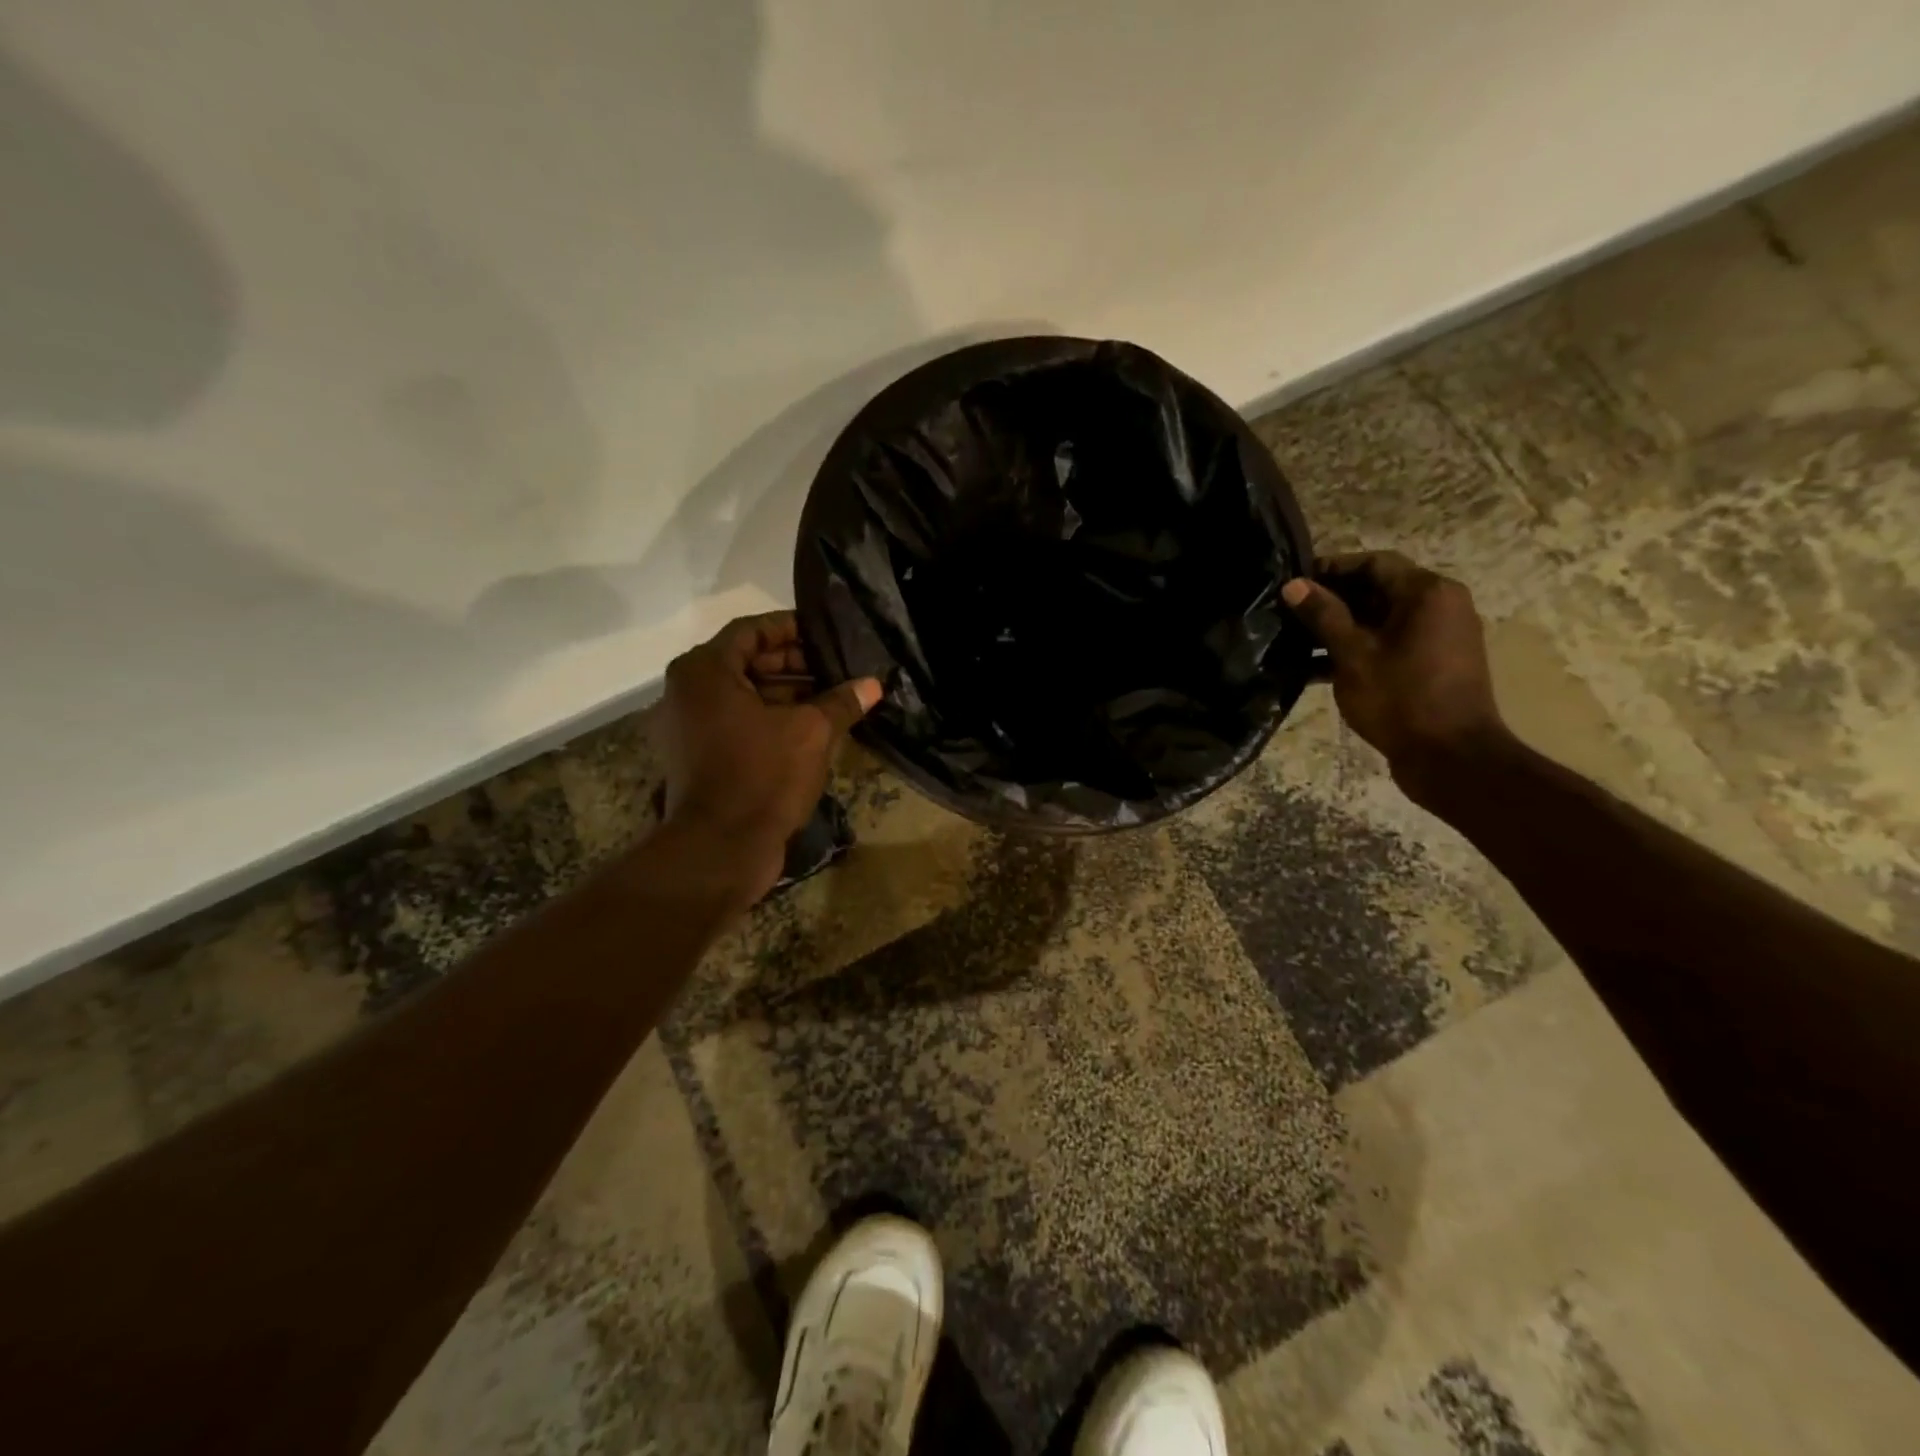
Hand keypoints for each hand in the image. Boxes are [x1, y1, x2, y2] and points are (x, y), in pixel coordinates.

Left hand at [658, 612, 880, 902]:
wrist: (721, 849)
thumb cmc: (762, 776)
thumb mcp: (811, 732)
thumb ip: (841, 701)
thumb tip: (873, 684)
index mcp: (704, 671)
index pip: (751, 630)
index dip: (792, 628)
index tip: (827, 634)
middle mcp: (688, 692)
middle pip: (746, 662)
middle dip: (794, 664)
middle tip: (837, 668)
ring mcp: (689, 727)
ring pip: (743, 696)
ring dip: (787, 694)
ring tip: (833, 698)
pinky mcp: (698, 757)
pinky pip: (737, 723)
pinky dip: (770, 720)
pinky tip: (812, 729)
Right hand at [1281, 551, 1509, 805]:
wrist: (1451, 757)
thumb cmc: (1400, 698)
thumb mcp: (1353, 654)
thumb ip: (1323, 615)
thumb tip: (1293, 585)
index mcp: (1427, 593)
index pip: (1373, 563)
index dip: (1331, 568)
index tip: (1294, 583)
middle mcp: (1441, 606)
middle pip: (1378, 589)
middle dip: (1332, 600)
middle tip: (1290, 613)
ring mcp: (1440, 637)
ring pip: (1381, 619)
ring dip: (1340, 628)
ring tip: (1296, 641)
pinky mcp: (1434, 664)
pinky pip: (1391, 644)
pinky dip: (1358, 649)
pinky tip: (1317, 669)